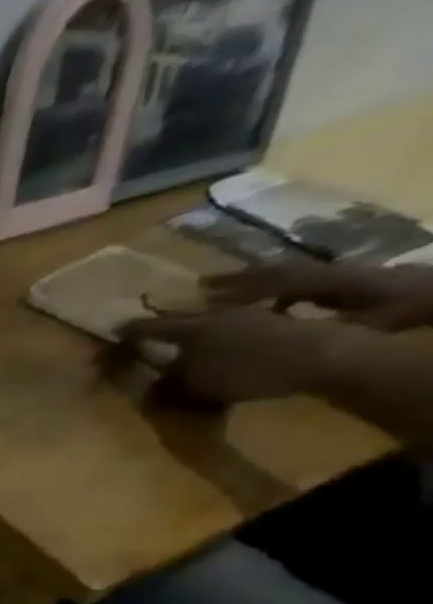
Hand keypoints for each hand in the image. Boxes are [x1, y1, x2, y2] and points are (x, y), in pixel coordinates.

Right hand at [119, 307, 340, 408]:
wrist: (320, 356)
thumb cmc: (248, 372)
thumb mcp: (197, 387)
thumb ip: (169, 385)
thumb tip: (149, 386)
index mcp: (191, 329)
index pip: (151, 329)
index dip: (132, 332)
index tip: (115, 331)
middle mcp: (217, 314)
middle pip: (184, 318)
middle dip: (166, 323)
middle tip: (152, 329)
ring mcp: (251, 312)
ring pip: (215, 314)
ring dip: (200, 321)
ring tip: (192, 329)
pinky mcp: (278, 318)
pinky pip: (243, 317)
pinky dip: (230, 324)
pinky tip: (231, 332)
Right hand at [202, 260, 432, 330]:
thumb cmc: (400, 312)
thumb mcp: (359, 324)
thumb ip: (312, 326)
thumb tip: (266, 332)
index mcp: (325, 281)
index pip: (271, 283)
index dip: (236, 291)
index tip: (204, 298)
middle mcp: (326, 271)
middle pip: (274, 272)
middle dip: (236, 279)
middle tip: (202, 285)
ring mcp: (336, 272)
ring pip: (286, 271)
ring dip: (253, 278)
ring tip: (226, 287)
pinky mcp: (344, 278)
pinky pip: (300, 279)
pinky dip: (276, 286)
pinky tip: (268, 302)